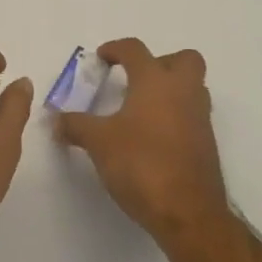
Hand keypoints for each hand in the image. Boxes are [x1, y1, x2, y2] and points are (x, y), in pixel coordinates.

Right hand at [54, 38, 228, 249]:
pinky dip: (175, 117)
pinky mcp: (206, 145)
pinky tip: (151, 138)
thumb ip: (76, 126)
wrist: (188, 213)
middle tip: (136, 79)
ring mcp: (199, 119)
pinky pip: (192, 117)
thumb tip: (56, 120)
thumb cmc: (141, 164)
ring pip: (192, 88)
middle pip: (184, 59)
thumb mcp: (98, 142)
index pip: (135, 50)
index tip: (101, 58)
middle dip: (161, 62)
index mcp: (155, 81)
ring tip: (141, 109)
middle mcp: (183, 92)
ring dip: (170, 90)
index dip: (115, 49)